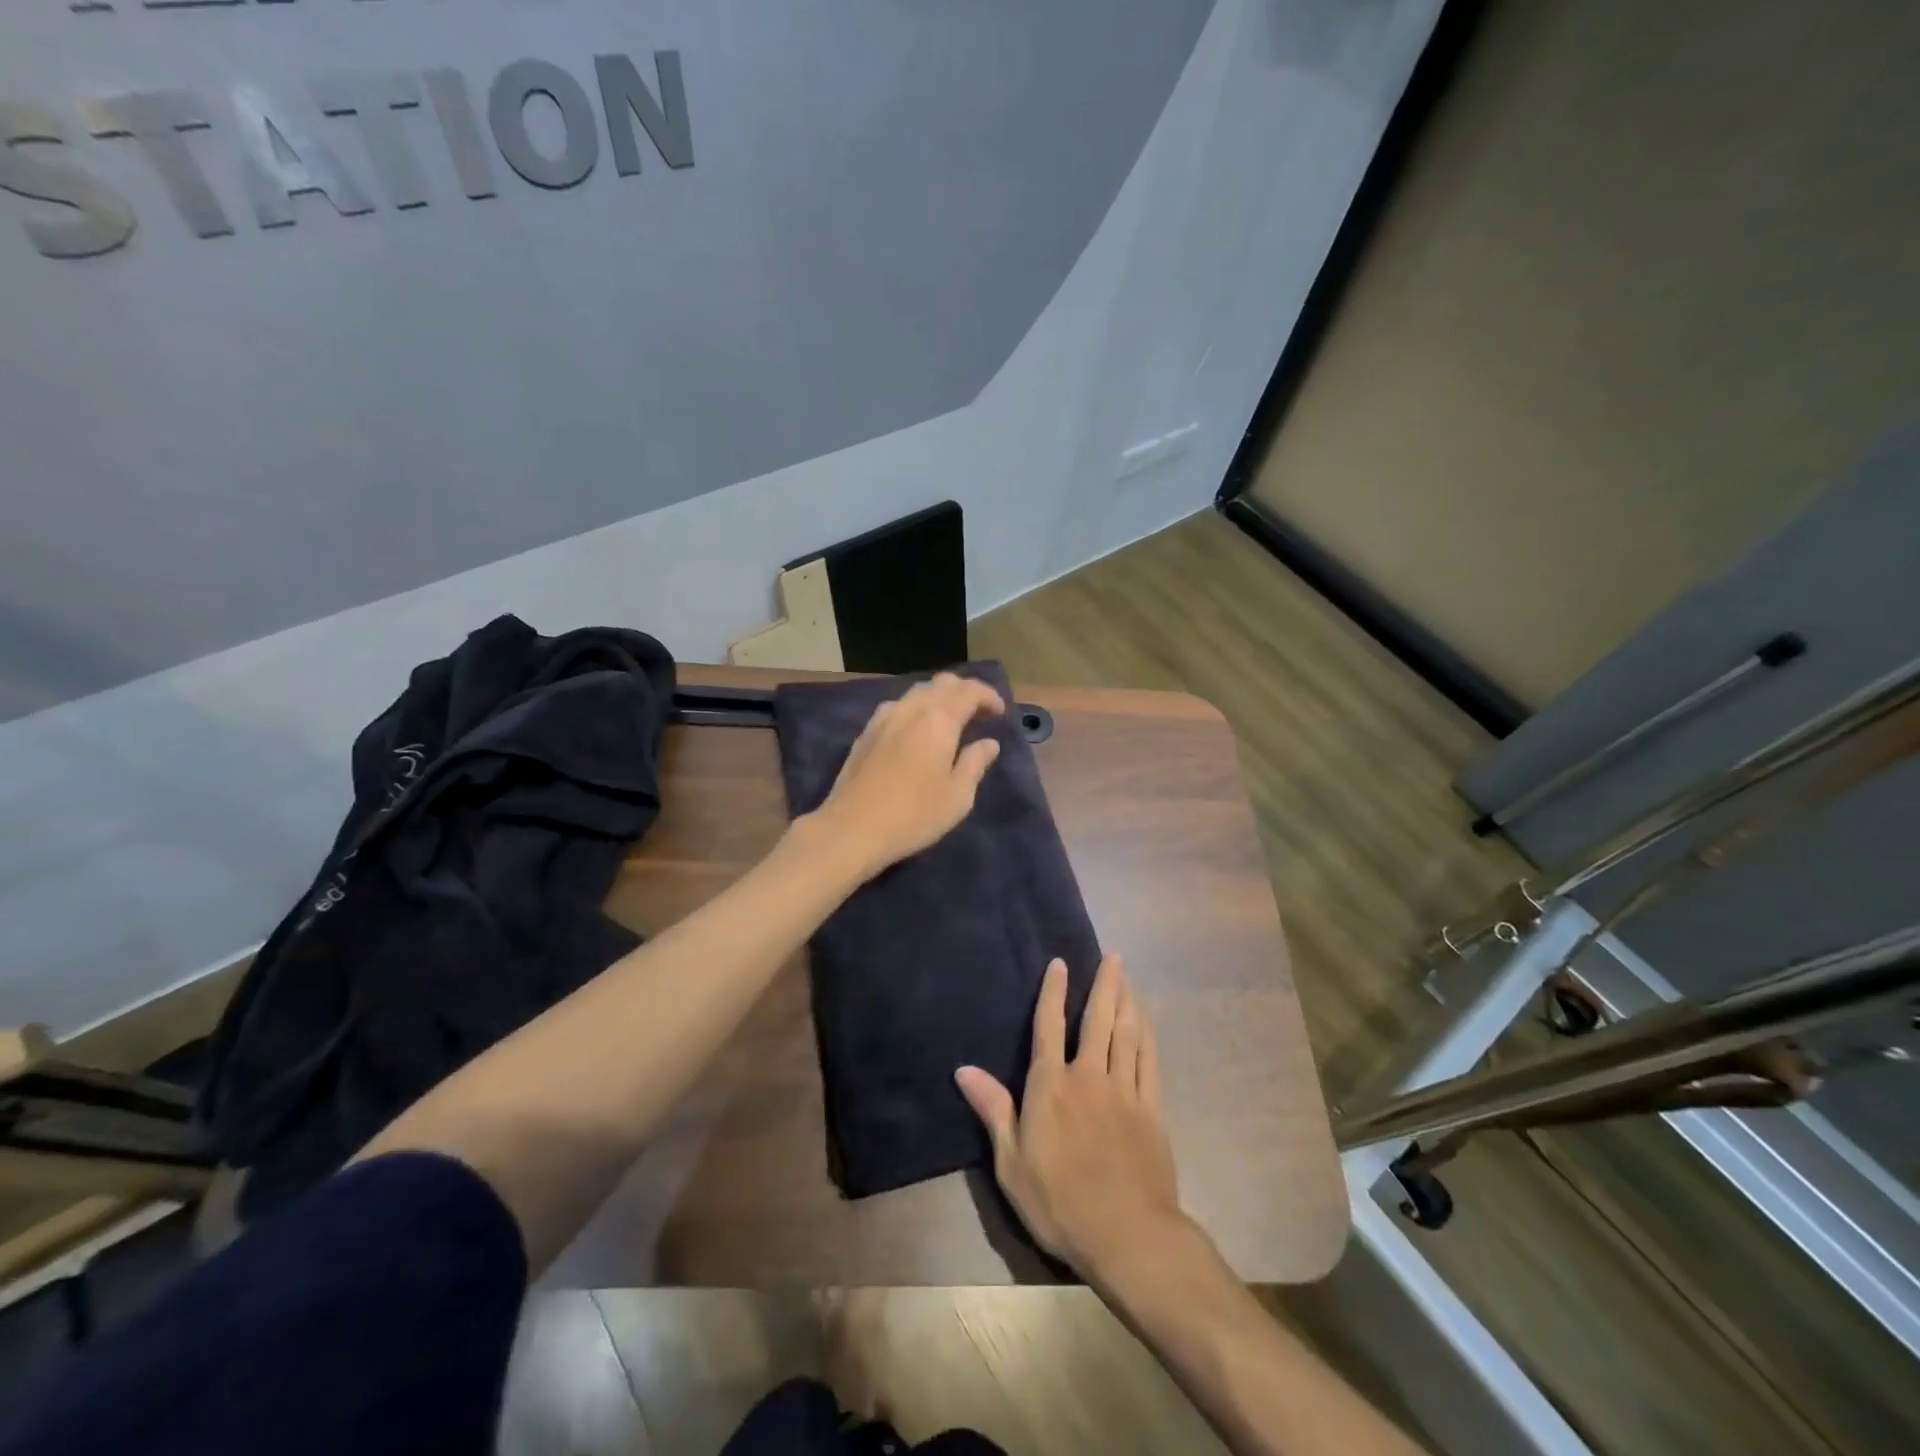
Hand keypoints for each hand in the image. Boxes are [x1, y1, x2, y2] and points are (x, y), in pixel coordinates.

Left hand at [807, 672, 1005, 880]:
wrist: (851, 829)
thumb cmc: (913, 815)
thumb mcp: (957, 796)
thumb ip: (975, 763)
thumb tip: (989, 743)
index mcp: (938, 719)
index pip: (969, 690)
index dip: (988, 696)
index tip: (1000, 713)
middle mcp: (910, 709)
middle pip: (941, 684)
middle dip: (964, 691)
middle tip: (978, 712)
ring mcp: (883, 718)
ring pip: (916, 693)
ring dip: (938, 699)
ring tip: (950, 721)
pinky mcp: (865, 733)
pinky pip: (897, 707)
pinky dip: (916, 710)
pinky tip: (917, 732)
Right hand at [956, 954, 1186, 1282]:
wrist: (1128, 1236)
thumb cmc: (1059, 1203)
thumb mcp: (1011, 1163)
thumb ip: (993, 1110)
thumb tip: (963, 1069)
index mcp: (1051, 1087)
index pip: (1049, 1027)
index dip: (1053, 993)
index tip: (1060, 963)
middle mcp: (1089, 1077)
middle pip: (1098, 1020)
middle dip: (1104, 985)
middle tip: (1112, 957)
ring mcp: (1124, 1091)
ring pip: (1127, 1033)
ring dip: (1127, 1001)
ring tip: (1128, 978)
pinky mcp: (1151, 1109)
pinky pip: (1149, 1060)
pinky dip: (1148, 1035)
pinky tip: (1146, 1021)